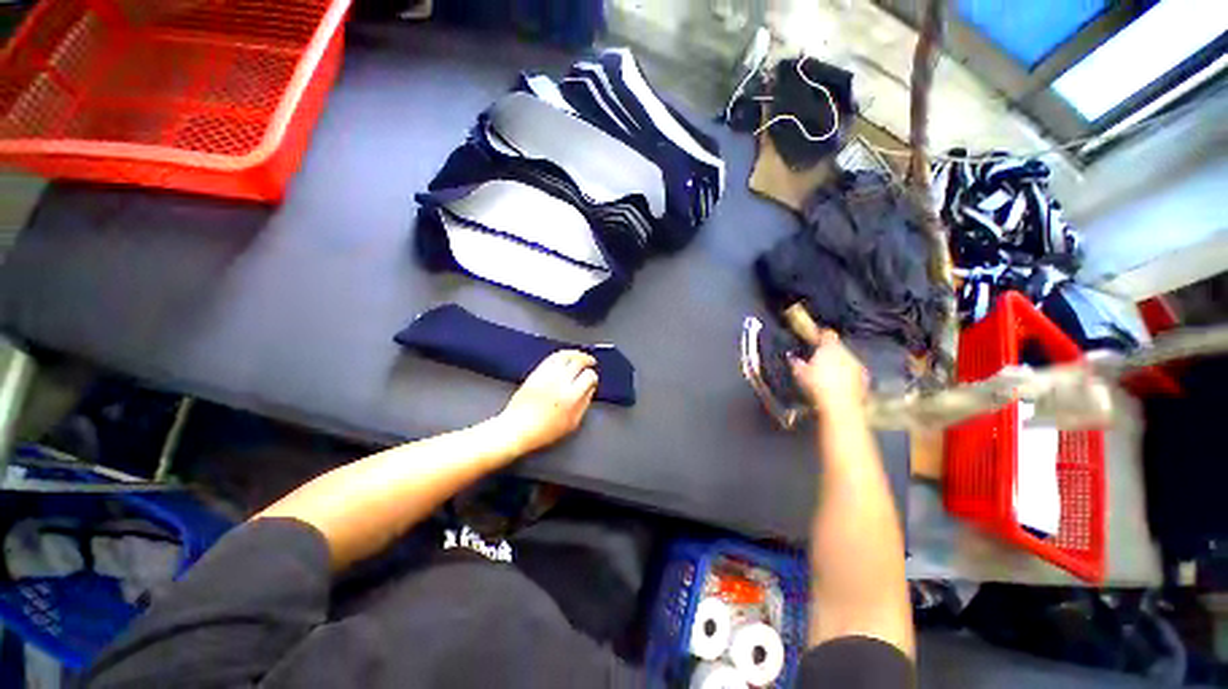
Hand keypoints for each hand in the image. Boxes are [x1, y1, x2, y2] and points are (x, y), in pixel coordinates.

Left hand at [497, 350, 598, 454]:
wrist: (517, 429)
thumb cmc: (543, 431)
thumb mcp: (572, 423)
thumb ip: (584, 404)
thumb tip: (590, 390)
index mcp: (571, 396)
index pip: (589, 376)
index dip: (593, 377)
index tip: (592, 380)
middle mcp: (560, 382)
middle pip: (578, 362)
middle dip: (587, 360)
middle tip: (590, 362)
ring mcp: (547, 376)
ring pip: (565, 356)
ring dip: (575, 354)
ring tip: (580, 356)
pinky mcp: (536, 373)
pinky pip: (551, 358)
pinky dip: (561, 355)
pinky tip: (564, 357)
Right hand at [789, 330, 868, 417]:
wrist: (840, 405)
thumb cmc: (816, 385)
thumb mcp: (799, 373)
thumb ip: (795, 362)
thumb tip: (791, 355)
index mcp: (830, 347)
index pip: (827, 334)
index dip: (821, 334)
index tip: (815, 338)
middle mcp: (847, 352)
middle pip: (838, 347)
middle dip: (831, 351)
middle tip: (820, 358)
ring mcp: (858, 366)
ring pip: (847, 359)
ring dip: (840, 363)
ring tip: (830, 372)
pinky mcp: (865, 379)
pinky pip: (854, 373)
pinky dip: (847, 375)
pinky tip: (840, 383)